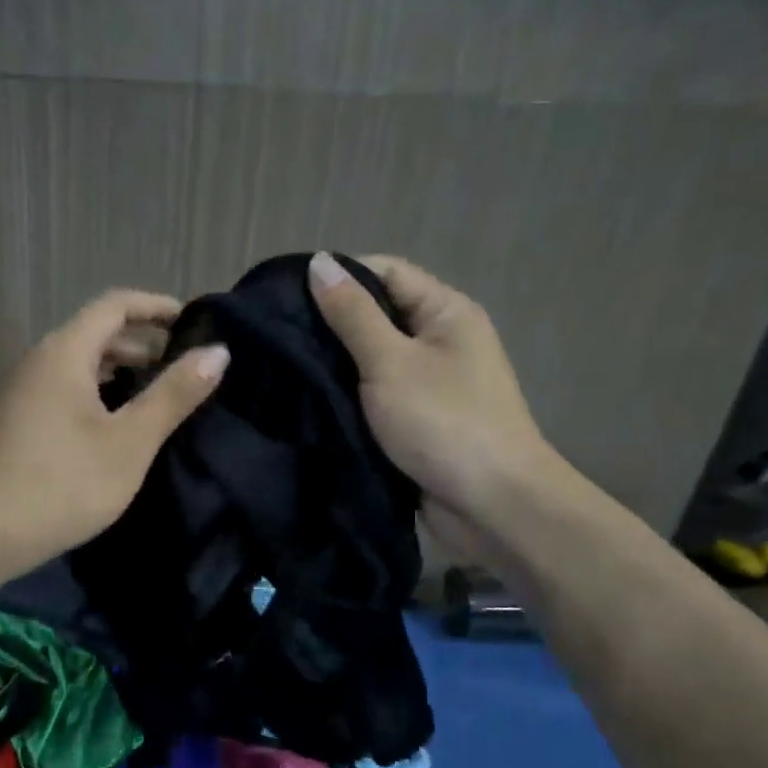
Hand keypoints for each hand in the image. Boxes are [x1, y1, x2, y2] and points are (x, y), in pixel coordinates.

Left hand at [0, 289, 227, 577]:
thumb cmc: (60, 486)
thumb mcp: (128, 442)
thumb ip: (173, 395)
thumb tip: (218, 352)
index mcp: (65, 353)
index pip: (116, 305)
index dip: (158, 307)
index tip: (196, 326)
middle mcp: (41, 362)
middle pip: (98, 333)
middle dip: (145, 344)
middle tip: (188, 371)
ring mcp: (25, 394)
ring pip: (83, 366)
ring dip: (124, 373)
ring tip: (163, 400)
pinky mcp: (20, 423)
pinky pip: (68, 391)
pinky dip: (102, 396)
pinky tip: (121, 429)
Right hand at [308, 251, 554, 560]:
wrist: (492, 505)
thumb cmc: (444, 422)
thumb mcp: (391, 362)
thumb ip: (353, 315)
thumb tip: (319, 262)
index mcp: (446, 312)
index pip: (386, 272)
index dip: (339, 276)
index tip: (286, 296)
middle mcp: (440, 341)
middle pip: (378, 316)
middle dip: (330, 324)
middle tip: (275, 335)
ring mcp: (429, 384)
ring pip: (372, 360)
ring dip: (335, 365)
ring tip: (282, 367)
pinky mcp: (416, 421)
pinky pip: (375, 397)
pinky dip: (347, 397)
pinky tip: (308, 401)